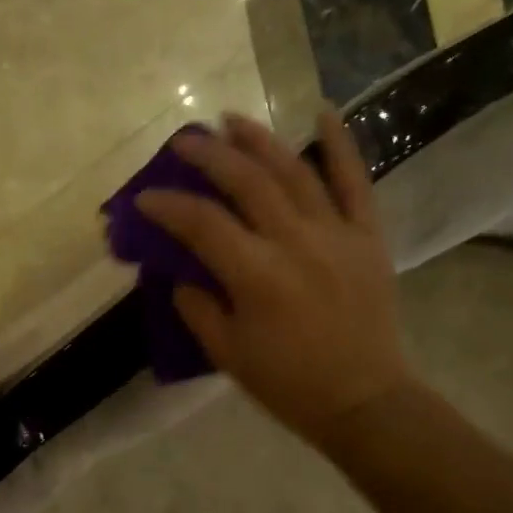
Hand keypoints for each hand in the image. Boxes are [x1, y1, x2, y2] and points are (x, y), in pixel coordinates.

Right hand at [136, 111, 412, 449]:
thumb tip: (178, 272)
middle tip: (184, 141)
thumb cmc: (288, 383)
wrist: (363, 400)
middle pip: (246, 182)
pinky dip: (341, 144)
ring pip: (294, 171)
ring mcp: (336, 234)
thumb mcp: (227, 354)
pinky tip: (322, 112)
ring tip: (231, 119)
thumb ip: (197, 306)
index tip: (144, 197)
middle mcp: (295, 242)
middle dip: (209, 155)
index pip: (202, 224)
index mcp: (256, 276)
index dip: (168, 206)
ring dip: (259, 140)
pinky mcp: (367, 236)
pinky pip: (355, 181)